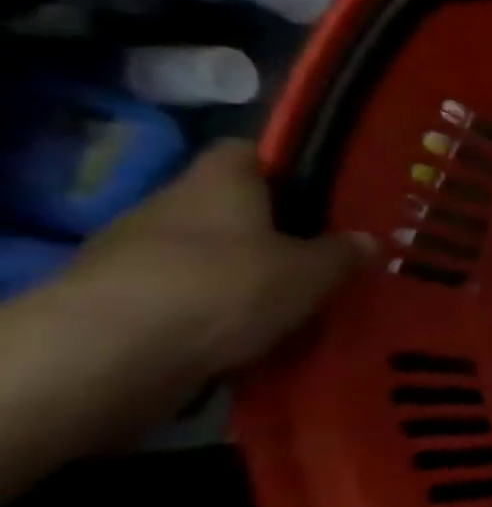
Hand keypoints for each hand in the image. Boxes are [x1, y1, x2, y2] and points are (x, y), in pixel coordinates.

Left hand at [0, 142, 370, 495]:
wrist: (110, 353)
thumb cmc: (227, 286)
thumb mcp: (312, 271)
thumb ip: (342, 253)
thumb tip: (366, 240)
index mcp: (218, 181)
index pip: (247, 152)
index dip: (284, 167)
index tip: (320, 192)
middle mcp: (169, 205)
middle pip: (228, 207)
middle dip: (269, 230)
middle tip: (319, 256)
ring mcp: (134, 253)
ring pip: (205, 254)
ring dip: (240, 274)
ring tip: (290, 302)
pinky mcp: (117, 300)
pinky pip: (182, 296)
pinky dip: (212, 311)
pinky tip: (248, 334)